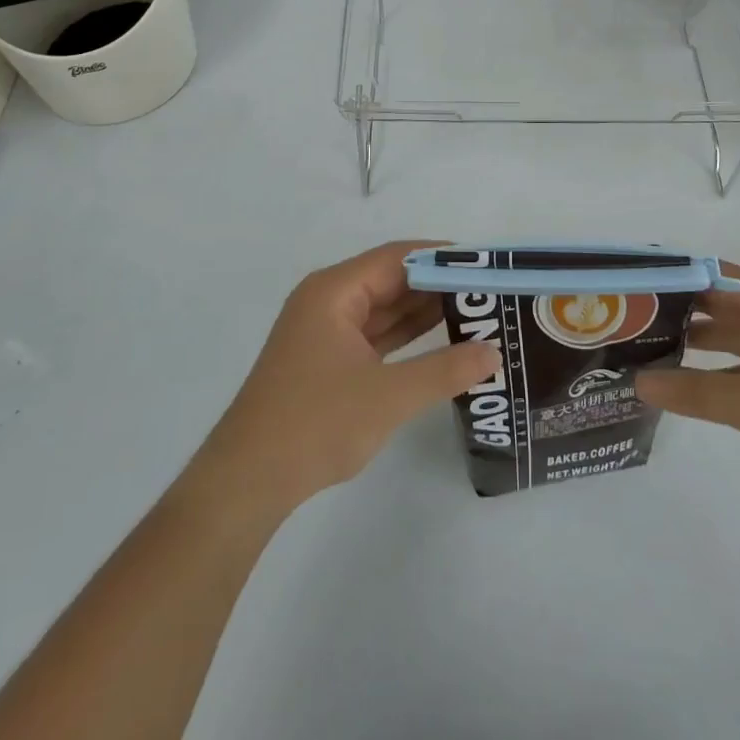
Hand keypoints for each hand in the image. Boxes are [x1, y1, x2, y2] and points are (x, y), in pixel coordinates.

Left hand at [195, 241, 499, 512]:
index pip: (397, 257)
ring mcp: (325, 331)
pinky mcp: (327, 359)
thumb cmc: (314, 424)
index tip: (484, 265)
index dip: (441, 257)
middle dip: (437, 284)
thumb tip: (493, 352)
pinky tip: (442, 339)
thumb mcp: (388, 396)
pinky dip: (406, 336)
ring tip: (476, 310)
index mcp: (334, 291)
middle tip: (488, 290)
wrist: (247, 482)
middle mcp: (328, 300)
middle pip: (391, 279)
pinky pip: (375, 334)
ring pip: (384, 308)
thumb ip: (444, 371)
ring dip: (424, 310)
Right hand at [635, 263, 739, 491]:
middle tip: (627, 324)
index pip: (699, 271)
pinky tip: (697, 381)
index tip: (624, 292)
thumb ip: (690, 392)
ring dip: (696, 337)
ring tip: (651, 351)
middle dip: (673, 310)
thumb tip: (638, 381)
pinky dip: (722, 360)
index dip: (662, 278)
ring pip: (732, 326)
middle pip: (713, 297)